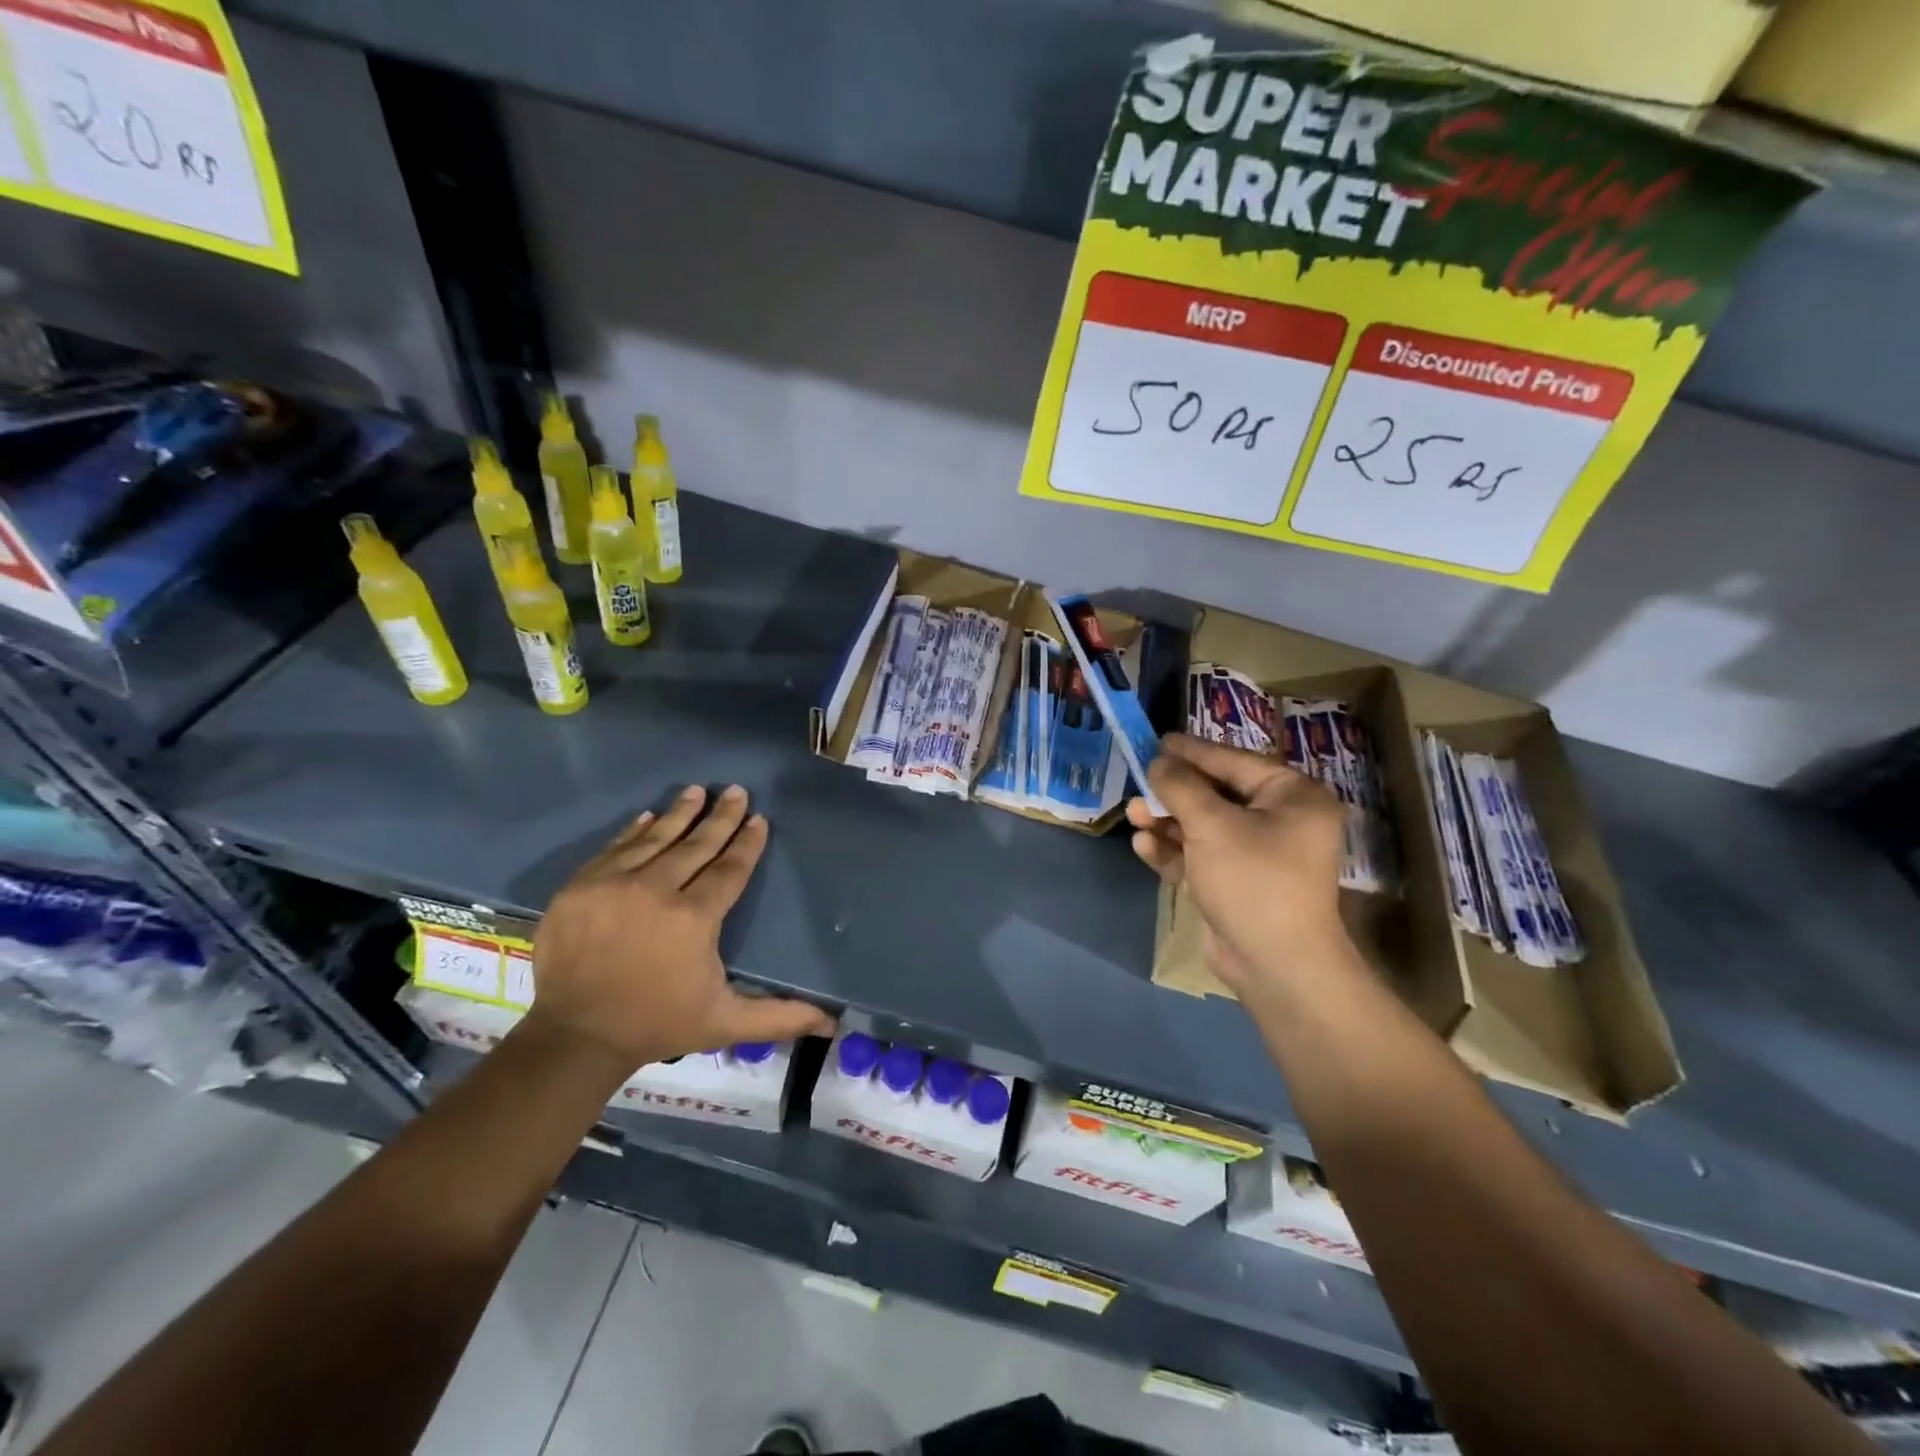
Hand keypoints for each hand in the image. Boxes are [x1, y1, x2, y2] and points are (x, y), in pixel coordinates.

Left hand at [526, 785, 836, 1072]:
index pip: (728, 868)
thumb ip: (779, 1017)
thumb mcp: (725, 1023)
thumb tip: (831, 1023)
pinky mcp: (579, 888)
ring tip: (697, 791)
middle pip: (696, 845)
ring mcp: (612, 885)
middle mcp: (655, 891)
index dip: (747, 843)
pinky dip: (633, 831)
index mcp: (694, 918)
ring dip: (679, 813)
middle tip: (736, 791)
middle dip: (720, 817)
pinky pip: (614, 849)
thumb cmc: (657, 1024)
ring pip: (655, 839)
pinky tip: (648, 817)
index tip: (759, 820)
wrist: (574, 1039)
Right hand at [1127, 734, 1347, 994]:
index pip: (1234, 761)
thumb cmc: (1253, 880)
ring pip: (1203, 825)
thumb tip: (1158, 761)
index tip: (1158, 740)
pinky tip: (1144, 846)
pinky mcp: (1235, 883)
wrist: (1276, 965)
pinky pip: (1200, 855)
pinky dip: (1174, 850)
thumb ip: (1180, 787)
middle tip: (1139, 782)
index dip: (1193, 751)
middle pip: (1215, 793)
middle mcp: (1280, 821)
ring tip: (1134, 815)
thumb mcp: (1212, 825)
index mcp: (1293, 797)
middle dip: (1173, 792)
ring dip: (1167, 821)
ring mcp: (1257, 855)